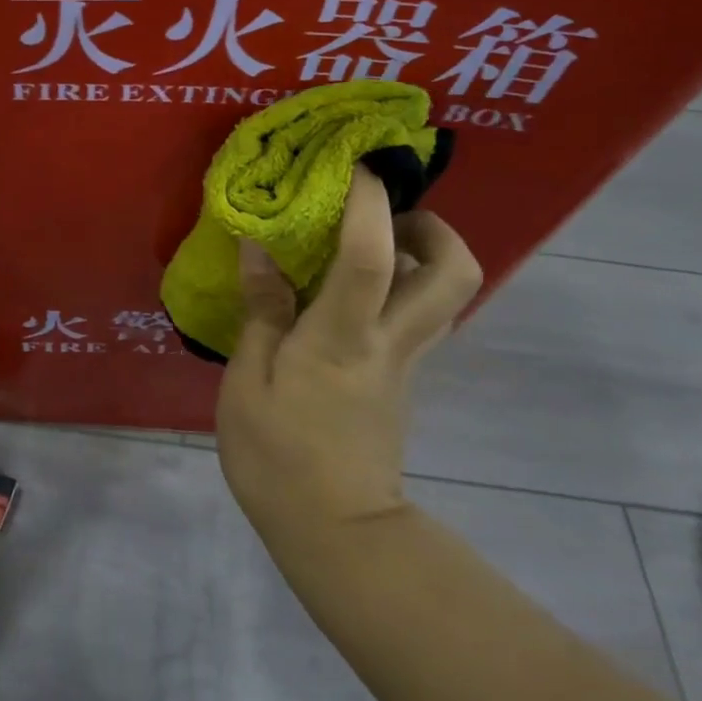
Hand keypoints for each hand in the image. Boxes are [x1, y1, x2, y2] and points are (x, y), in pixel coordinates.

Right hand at [216, 167, 481, 552]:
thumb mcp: (247, 383)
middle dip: (434, 226)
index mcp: (343, 337)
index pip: (370, 257)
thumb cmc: (279, 458)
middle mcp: (390, 340)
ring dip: (423, 254)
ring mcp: (405, 362)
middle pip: (453, 273)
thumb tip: (260, 249)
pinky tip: (351, 289)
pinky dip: (401, 286)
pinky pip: (419, 317)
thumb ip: (261, 311)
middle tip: (386, 213)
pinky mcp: (403, 380)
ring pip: (446, 294)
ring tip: (368, 243)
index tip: (355, 165)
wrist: (338, 536)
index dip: (369, 204)